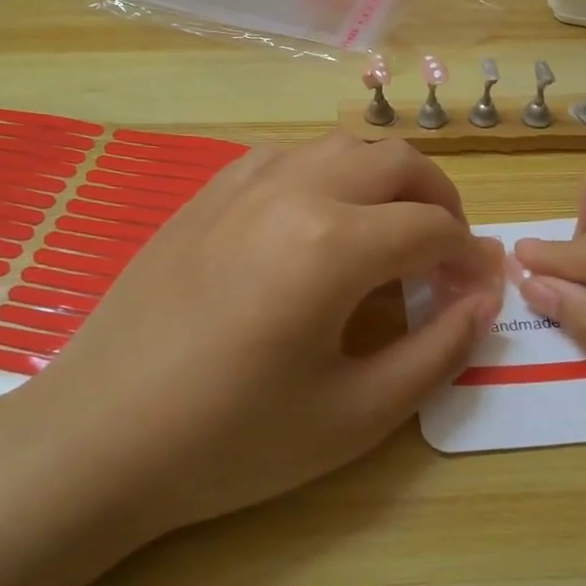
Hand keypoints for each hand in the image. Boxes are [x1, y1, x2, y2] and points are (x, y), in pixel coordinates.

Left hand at [24, 134, 504, 538]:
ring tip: (391, 229)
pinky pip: (290, 155)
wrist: (100, 435)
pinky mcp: (211, 190)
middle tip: (449, 250)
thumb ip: (436, 351)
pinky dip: (328, 172)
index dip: (470, 255)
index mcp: (334, 243)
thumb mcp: (354, 416)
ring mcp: (246, 181)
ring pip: (343, 145)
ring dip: (385, 177)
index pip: (432, 227)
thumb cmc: (231, 439)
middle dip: (440, 199)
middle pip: (397, 161)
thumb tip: (485, 298)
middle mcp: (295, 190)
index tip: (482, 286)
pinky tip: (319, 218)